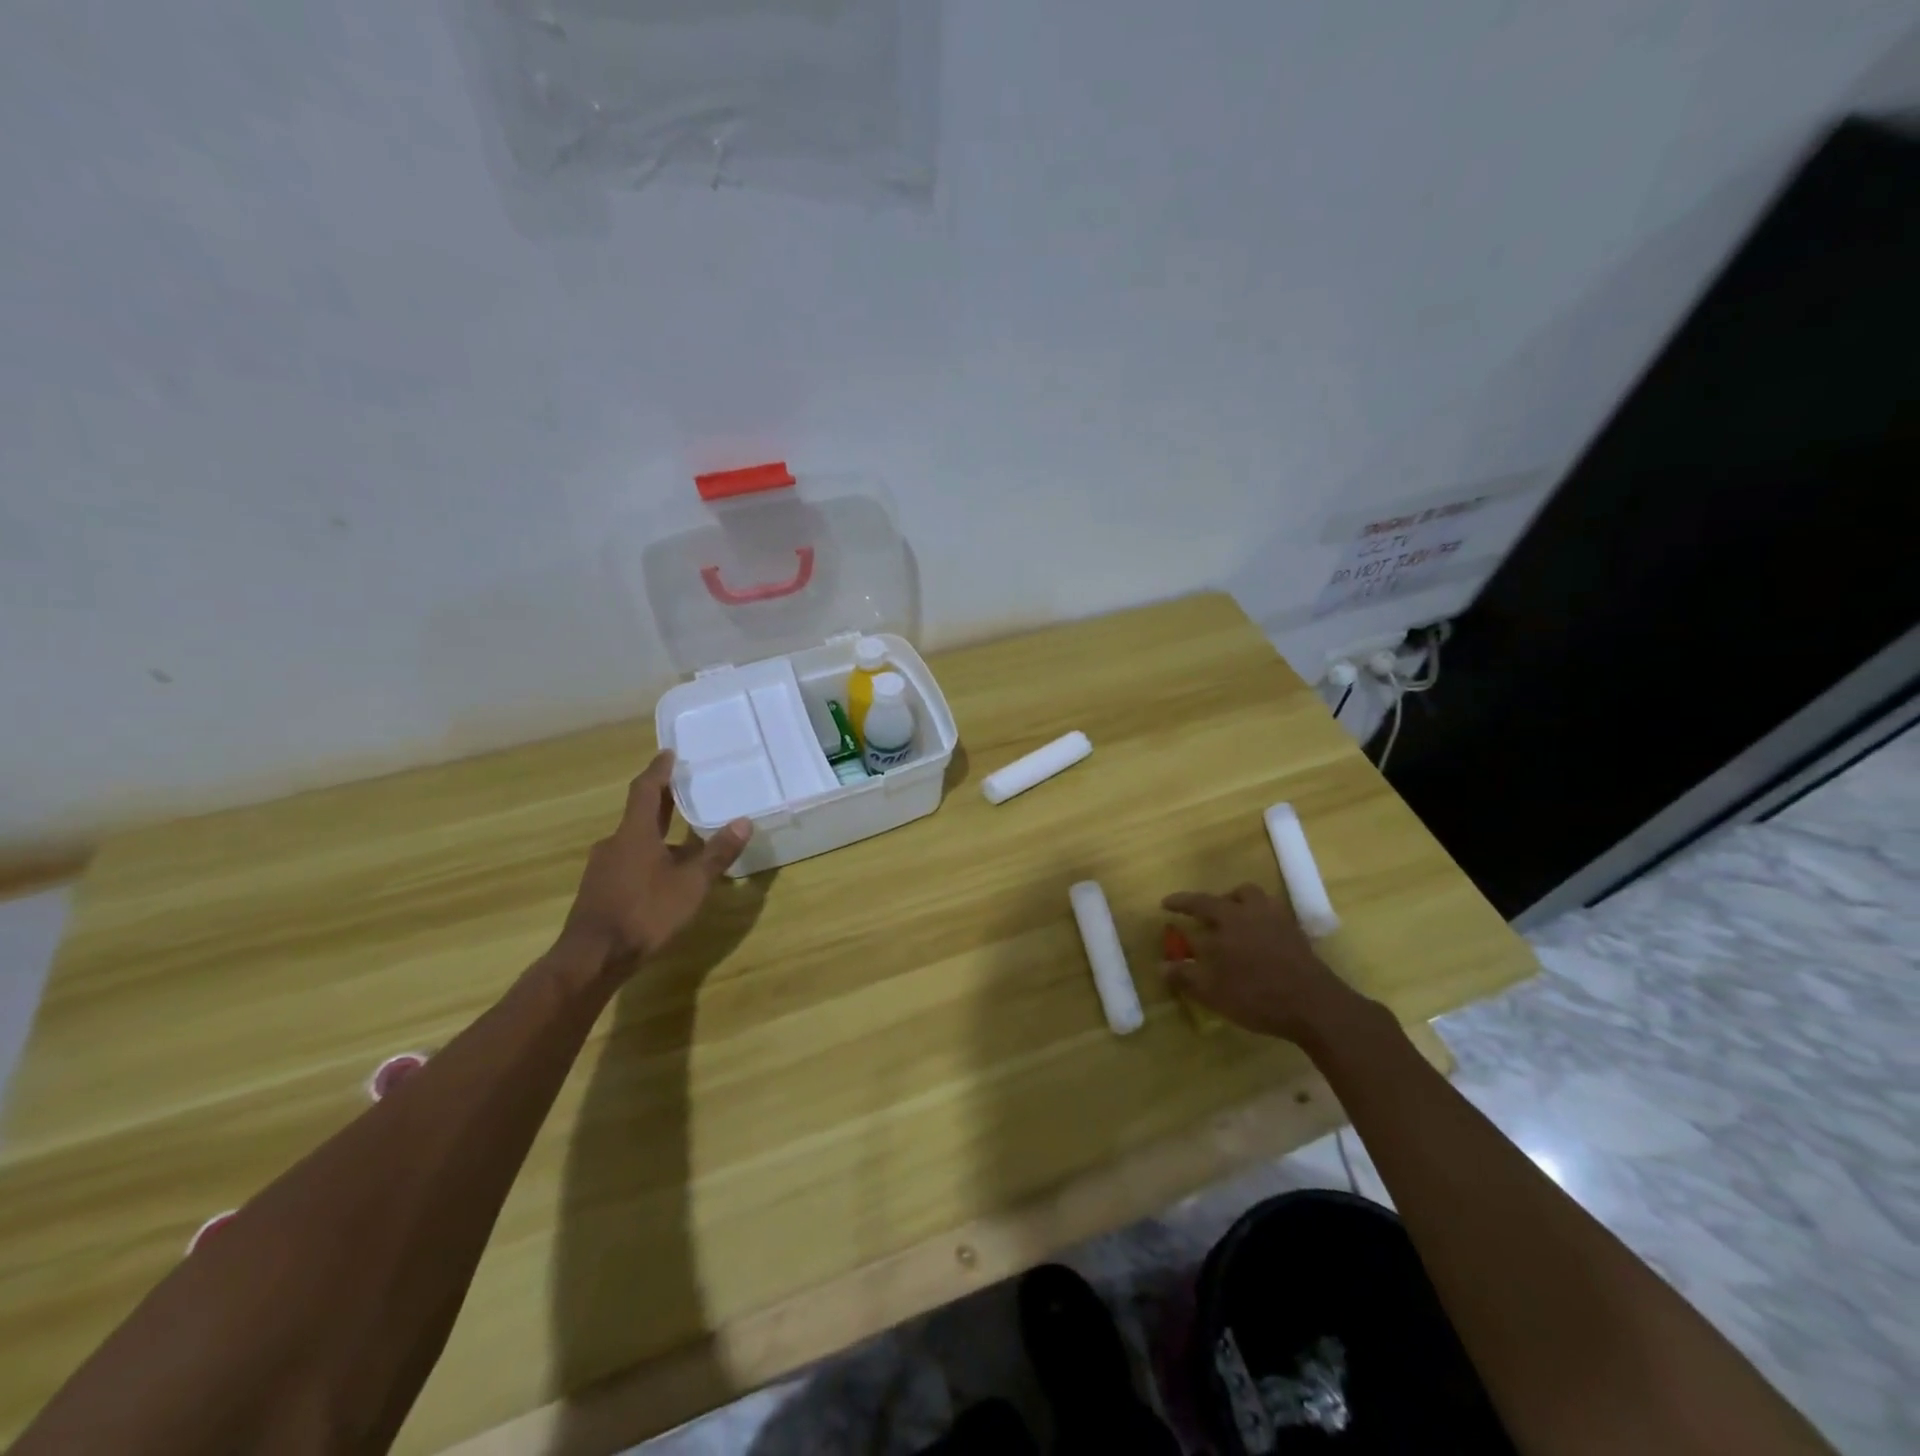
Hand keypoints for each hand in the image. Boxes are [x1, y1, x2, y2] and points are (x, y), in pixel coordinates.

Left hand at [564, 751, 752, 967]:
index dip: (658, 770)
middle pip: (639, 812)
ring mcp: (603, 867)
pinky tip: (664, 873)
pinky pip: (628, 861)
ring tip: (683, 835)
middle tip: (682, 786)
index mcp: (635, 833)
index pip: (646, 790)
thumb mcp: (690, 884)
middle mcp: (615, 843)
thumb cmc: (645, 912)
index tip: (668, 753)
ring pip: (634, 840)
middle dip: (661, 799)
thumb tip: (743, 822)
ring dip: (657, 832)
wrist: (592, 958)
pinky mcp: (600, 890)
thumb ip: (717, 854)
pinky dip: (648, 856)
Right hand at [1161, 881, 1373, 1043]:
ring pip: (1261, 902)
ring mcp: (1281, 923)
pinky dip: (1263, 925)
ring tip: (1236, 926)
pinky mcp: (1299, 939)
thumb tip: (1162, 966)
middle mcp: (1255, 913)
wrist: (1314, 1007)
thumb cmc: (1256, 995)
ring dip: (1245, 907)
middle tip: (1208, 916)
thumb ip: (1185, 976)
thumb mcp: (1212, 991)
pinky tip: (1259, 944)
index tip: (1166, 903)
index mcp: (1230, 919)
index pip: (1200, 902)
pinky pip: (1276, 920)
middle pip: (1237, 894)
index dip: (1181, 902)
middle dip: (1219, 901)